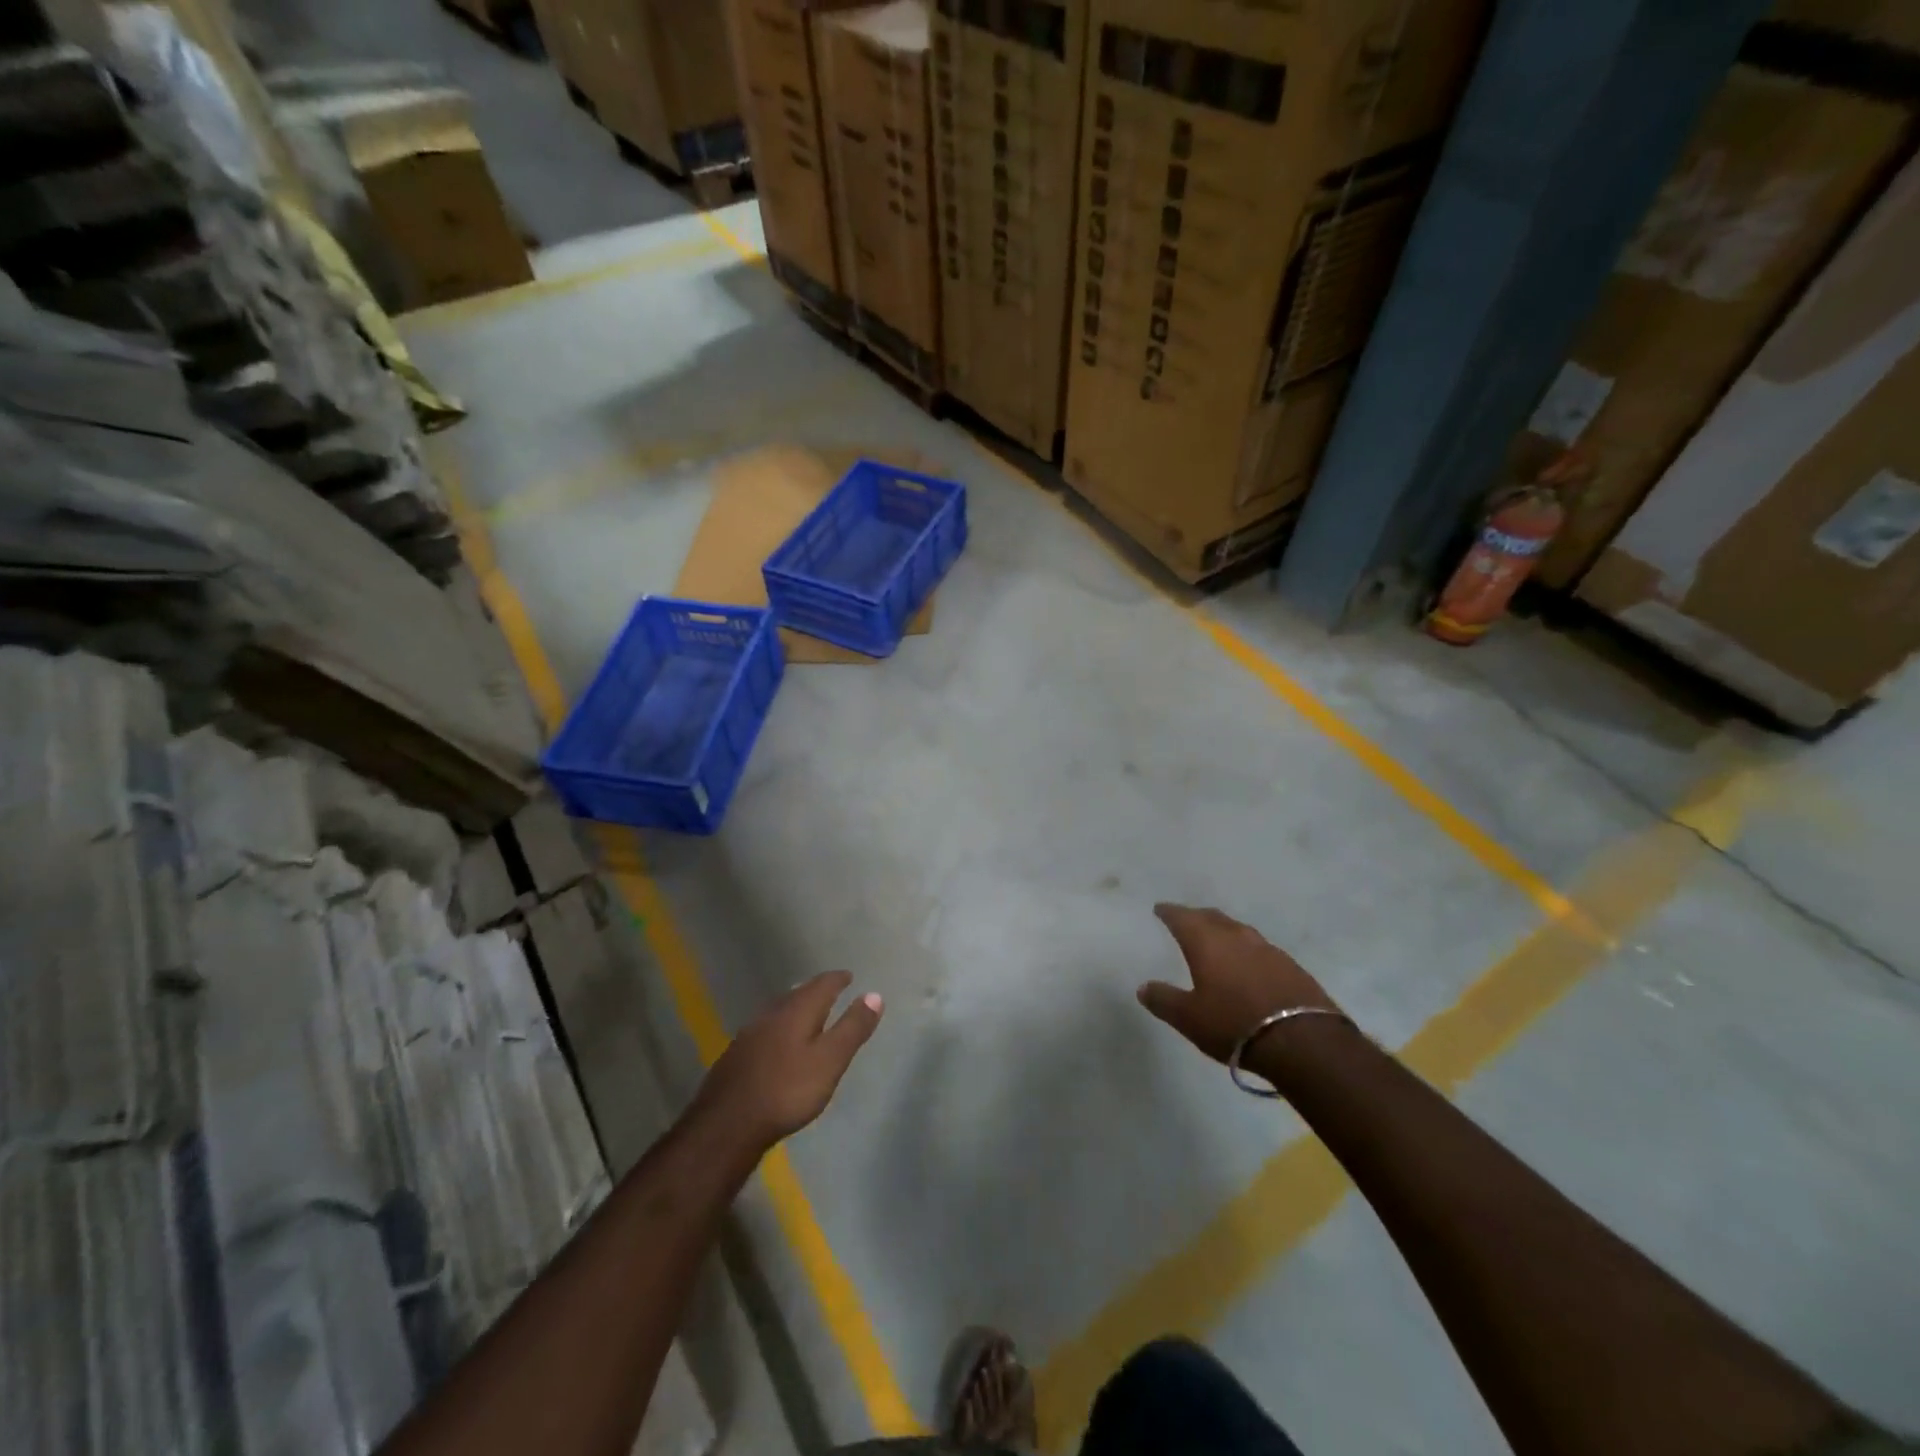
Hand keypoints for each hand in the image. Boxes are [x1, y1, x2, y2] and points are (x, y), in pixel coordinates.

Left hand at [692, 971, 883, 1151]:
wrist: (726, 1125)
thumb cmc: (787, 1091)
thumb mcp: (830, 1061)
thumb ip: (852, 1028)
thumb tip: (875, 995)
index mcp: (796, 1011)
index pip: (821, 985)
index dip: (837, 979)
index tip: (848, 976)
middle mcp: (772, 1014)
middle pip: (797, 993)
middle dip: (815, 990)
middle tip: (830, 990)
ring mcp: (750, 1034)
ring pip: (779, 1010)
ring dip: (796, 1007)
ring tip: (807, 1012)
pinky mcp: (736, 1055)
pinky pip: (766, 1029)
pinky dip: (780, 1026)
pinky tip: (778, 1042)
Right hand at [1139, 904, 1345, 1077]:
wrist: (1304, 1042)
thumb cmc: (1235, 1024)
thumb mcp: (1190, 1018)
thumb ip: (1164, 1000)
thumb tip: (1143, 987)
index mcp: (1207, 942)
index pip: (1182, 917)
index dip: (1169, 912)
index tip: (1160, 908)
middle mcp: (1236, 937)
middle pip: (1212, 917)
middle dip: (1196, 916)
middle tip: (1185, 920)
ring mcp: (1267, 949)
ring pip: (1238, 930)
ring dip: (1223, 930)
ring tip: (1215, 939)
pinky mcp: (1290, 966)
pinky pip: (1259, 948)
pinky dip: (1245, 949)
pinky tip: (1247, 963)